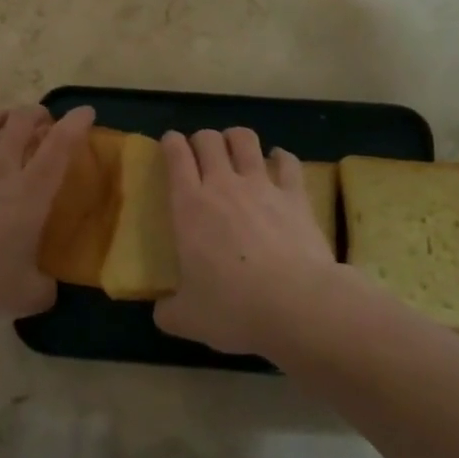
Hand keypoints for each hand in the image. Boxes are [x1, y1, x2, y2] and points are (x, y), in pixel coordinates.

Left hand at [0, 104, 94, 320]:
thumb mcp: (28, 295)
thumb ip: (46, 288)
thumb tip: (49, 289)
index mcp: (31, 192)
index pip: (60, 145)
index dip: (76, 123)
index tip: (86, 112)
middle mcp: (0, 169)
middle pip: (21, 120)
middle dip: (37, 113)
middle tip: (44, 123)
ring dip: (2, 116)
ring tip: (8, 124)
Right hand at [154, 128, 336, 354]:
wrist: (297, 305)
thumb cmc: (233, 308)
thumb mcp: (188, 319)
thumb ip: (169, 311)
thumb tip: (161, 311)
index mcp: (189, 206)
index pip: (176, 155)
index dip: (171, 143)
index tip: (171, 144)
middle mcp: (222, 185)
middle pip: (209, 139)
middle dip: (202, 139)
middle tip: (202, 154)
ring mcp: (261, 186)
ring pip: (245, 139)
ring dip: (236, 138)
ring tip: (236, 148)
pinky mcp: (295, 195)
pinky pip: (287, 162)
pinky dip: (280, 157)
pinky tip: (279, 161)